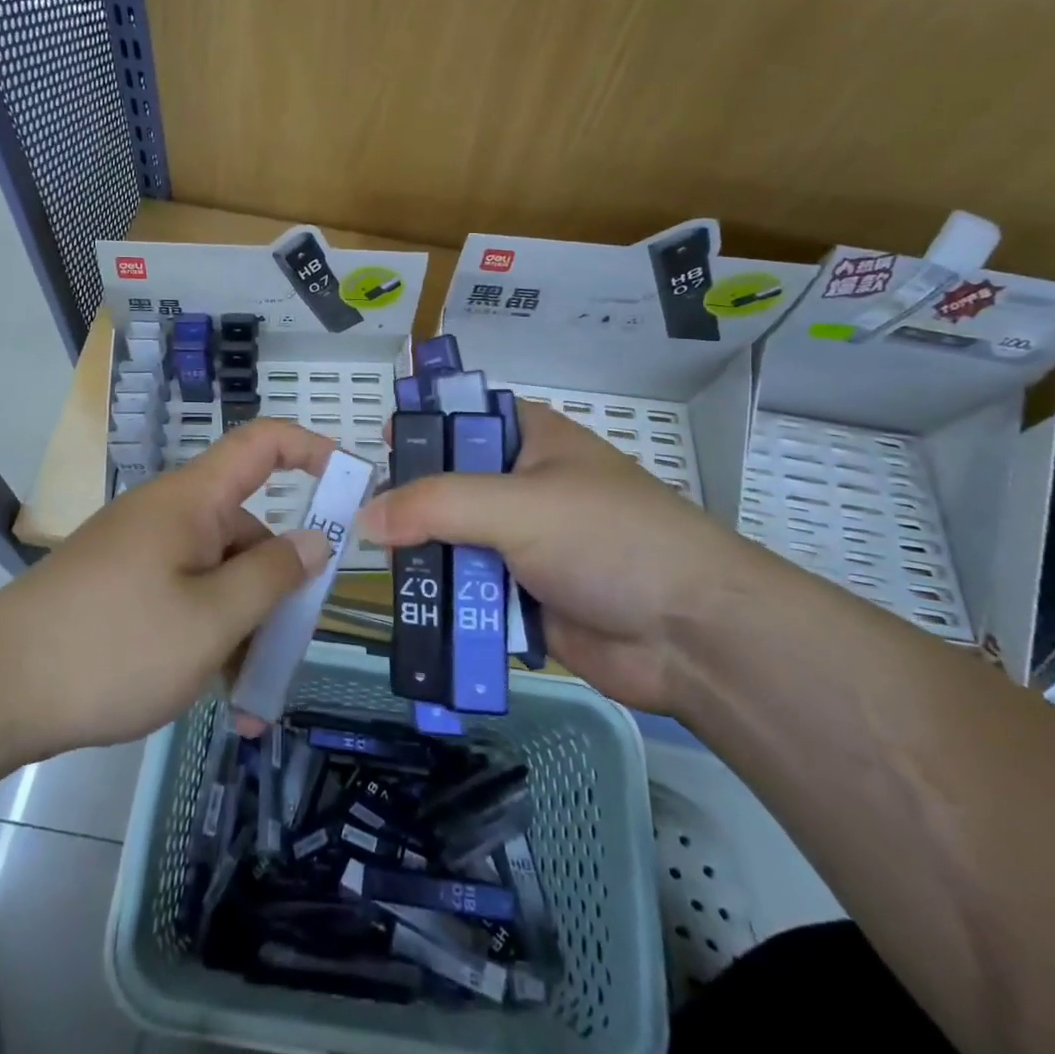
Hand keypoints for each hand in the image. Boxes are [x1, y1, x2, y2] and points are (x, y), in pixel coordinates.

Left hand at [0, 420, 336, 756]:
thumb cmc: (113, 646)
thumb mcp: (210, 620)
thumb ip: (271, 577)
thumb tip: (313, 540)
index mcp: (192, 500)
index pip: (263, 444)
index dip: (312, 449)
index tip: (353, 485)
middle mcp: (169, 515)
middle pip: (246, 529)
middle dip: (276, 587)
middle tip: (290, 652)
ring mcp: (142, 552)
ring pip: (216, 575)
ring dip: (241, 627)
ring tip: (248, 701)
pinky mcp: (121, 588)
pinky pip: (183, 598)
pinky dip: (206, 636)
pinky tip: (212, 694)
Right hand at [356, 401, 767, 710]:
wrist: (691, 636)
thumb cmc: (608, 540)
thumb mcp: (517, 506)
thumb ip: (436, 505)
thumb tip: (365, 517)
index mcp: (530, 440)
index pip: (462, 418)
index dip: (420, 427)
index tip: (377, 450)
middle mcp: (523, 486)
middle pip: (448, 485)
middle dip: (409, 504)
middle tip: (363, 522)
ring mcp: (524, 544)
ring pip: (455, 542)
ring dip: (424, 558)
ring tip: (379, 571)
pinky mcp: (524, 597)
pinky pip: (470, 592)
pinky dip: (445, 601)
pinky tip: (411, 612)